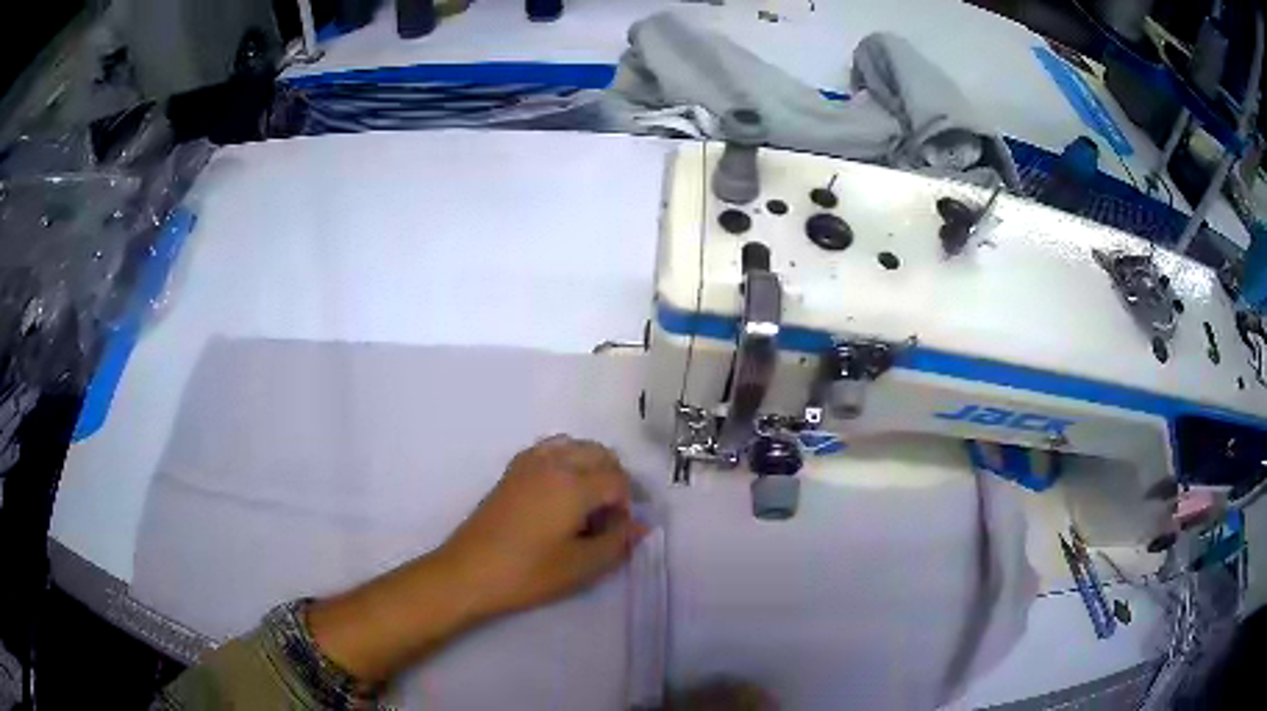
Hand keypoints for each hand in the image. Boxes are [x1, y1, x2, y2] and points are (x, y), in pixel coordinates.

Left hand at [439, 435, 648, 616]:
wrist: (469, 572)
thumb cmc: (528, 573)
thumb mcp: (581, 567)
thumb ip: (617, 543)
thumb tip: (640, 526)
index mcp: (574, 484)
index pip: (617, 481)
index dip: (626, 506)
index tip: (618, 532)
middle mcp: (554, 462)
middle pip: (600, 454)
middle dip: (613, 480)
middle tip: (608, 517)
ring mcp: (529, 462)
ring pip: (575, 446)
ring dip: (590, 467)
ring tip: (587, 503)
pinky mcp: (512, 470)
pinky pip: (550, 450)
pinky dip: (566, 462)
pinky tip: (560, 494)